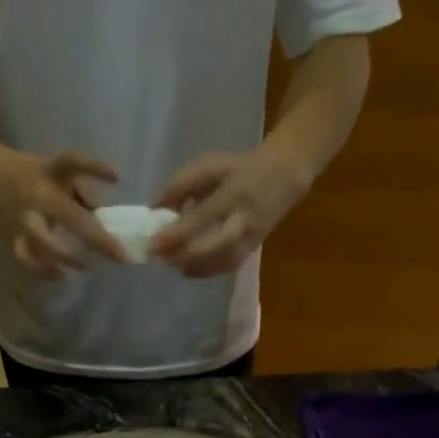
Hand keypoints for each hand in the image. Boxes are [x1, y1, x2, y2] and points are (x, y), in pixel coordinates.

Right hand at [0, 144, 126, 278]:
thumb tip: (109, 219)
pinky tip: (60, 276)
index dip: (94, 168)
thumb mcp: (56, 175)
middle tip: (119, 255)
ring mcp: (24, 217)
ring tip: (84, 267)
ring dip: (64, 256)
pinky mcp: (13, 236)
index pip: (72, 162)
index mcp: (50, 172)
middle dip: (95, 237)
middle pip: (68, 215)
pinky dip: (42, 270)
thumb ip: (82, 194)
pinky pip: (27, 257)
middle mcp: (38, 195)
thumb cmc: (30, 176)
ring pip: (42, 240)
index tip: (116, 176)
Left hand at [149, 144, 312, 277]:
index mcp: (232, 192)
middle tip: (162, 260)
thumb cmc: (239, 168)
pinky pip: (228, 266)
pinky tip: (187, 270)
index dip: (177, 232)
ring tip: (171, 265)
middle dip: (188, 255)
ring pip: (224, 261)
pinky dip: (206, 271)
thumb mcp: (210, 166)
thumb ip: (182, 185)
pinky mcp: (252, 249)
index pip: (202, 216)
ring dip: (196, 267)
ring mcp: (251, 237)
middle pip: (217, 244)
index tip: (153, 243)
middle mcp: (243, 218)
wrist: (285, 175)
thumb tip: (155, 208)